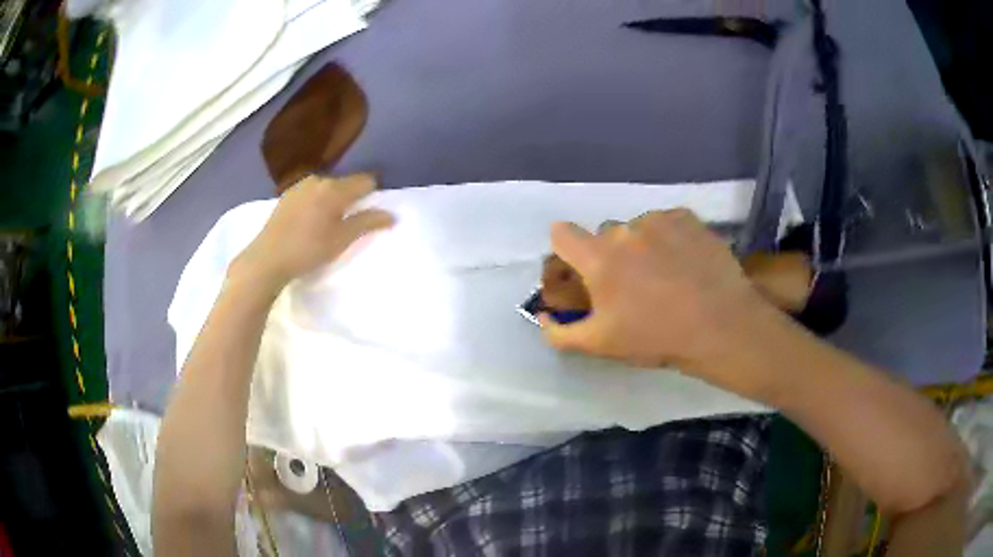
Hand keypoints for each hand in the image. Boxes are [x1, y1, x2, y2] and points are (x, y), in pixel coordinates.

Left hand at [232, 174, 394, 291]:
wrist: (267, 259)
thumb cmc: (308, 250)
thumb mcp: (341, 240)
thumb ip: (367, 223)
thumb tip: (391, 215)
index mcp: (335, 188)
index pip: (365, 181)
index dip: (372, 194)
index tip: (369, 214)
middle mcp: (318, 180)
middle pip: (345, 183)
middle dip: (351, 198)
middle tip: (348, 223)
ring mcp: (300, 186)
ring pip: (326, 188)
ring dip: (332, 201)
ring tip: (327, 225)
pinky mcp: (286, 196)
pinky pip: (310, 193)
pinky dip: (316, 203)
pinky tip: (308, 223)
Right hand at [541, 209, 781, 385]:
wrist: (720, 326)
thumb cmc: (656, 337)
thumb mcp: (601, 345)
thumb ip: (560, 333)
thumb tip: (541, 318)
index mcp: (598, 257)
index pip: (561, 233)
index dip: (566, 250)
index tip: (582, 269)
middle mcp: (624, 229)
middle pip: (604, 234)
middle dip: (611, 255)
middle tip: (632, 284)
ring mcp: (658, 220)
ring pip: (638, 228)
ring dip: (642, 245)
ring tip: (666, 274)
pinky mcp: (687, 217)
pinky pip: (667, 223)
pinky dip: (670, 238)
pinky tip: (685, 263)